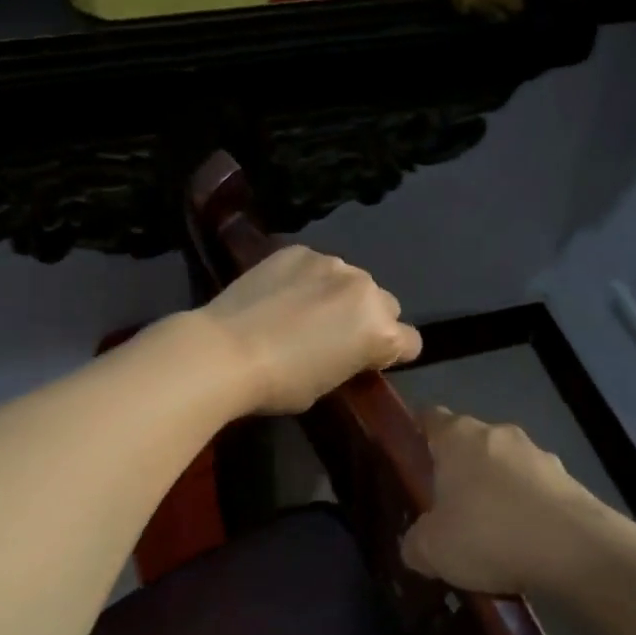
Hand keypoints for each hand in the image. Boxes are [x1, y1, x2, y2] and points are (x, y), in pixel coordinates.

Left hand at [194, 245, 420, 414]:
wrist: (225, 351)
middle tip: (335, 335)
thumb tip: (348, 349)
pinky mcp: (300, 251)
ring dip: (339, 294)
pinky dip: (307, 279)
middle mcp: (366, 289)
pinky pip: (317, 266)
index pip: (410, 342)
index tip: (369, 361)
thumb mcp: (330, 383)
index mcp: (380, 330)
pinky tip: (281, 294)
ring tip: (303, 310)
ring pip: (351, 280)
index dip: (391, 354)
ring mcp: (332, 263)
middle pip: (385, 304)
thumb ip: (352, 359)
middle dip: (368, 318)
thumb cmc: (281, 383)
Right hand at [401, 408, 604, 594]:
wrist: (574, 550)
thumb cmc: (488, 534)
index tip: (410, 457)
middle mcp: (497, 433)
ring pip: (506, 467)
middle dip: (460, 471)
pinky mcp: (568, 480)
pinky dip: (527, 512)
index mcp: (457, 436)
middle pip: (469, 444)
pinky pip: (535, 492)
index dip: (418, 433)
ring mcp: (537, 454)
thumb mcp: (432, 550)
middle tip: (448, 510)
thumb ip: (415, 542)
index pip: (430, 417)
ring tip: (491, 537)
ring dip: (497, 492)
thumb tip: (416, 543)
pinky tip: (525, 547)